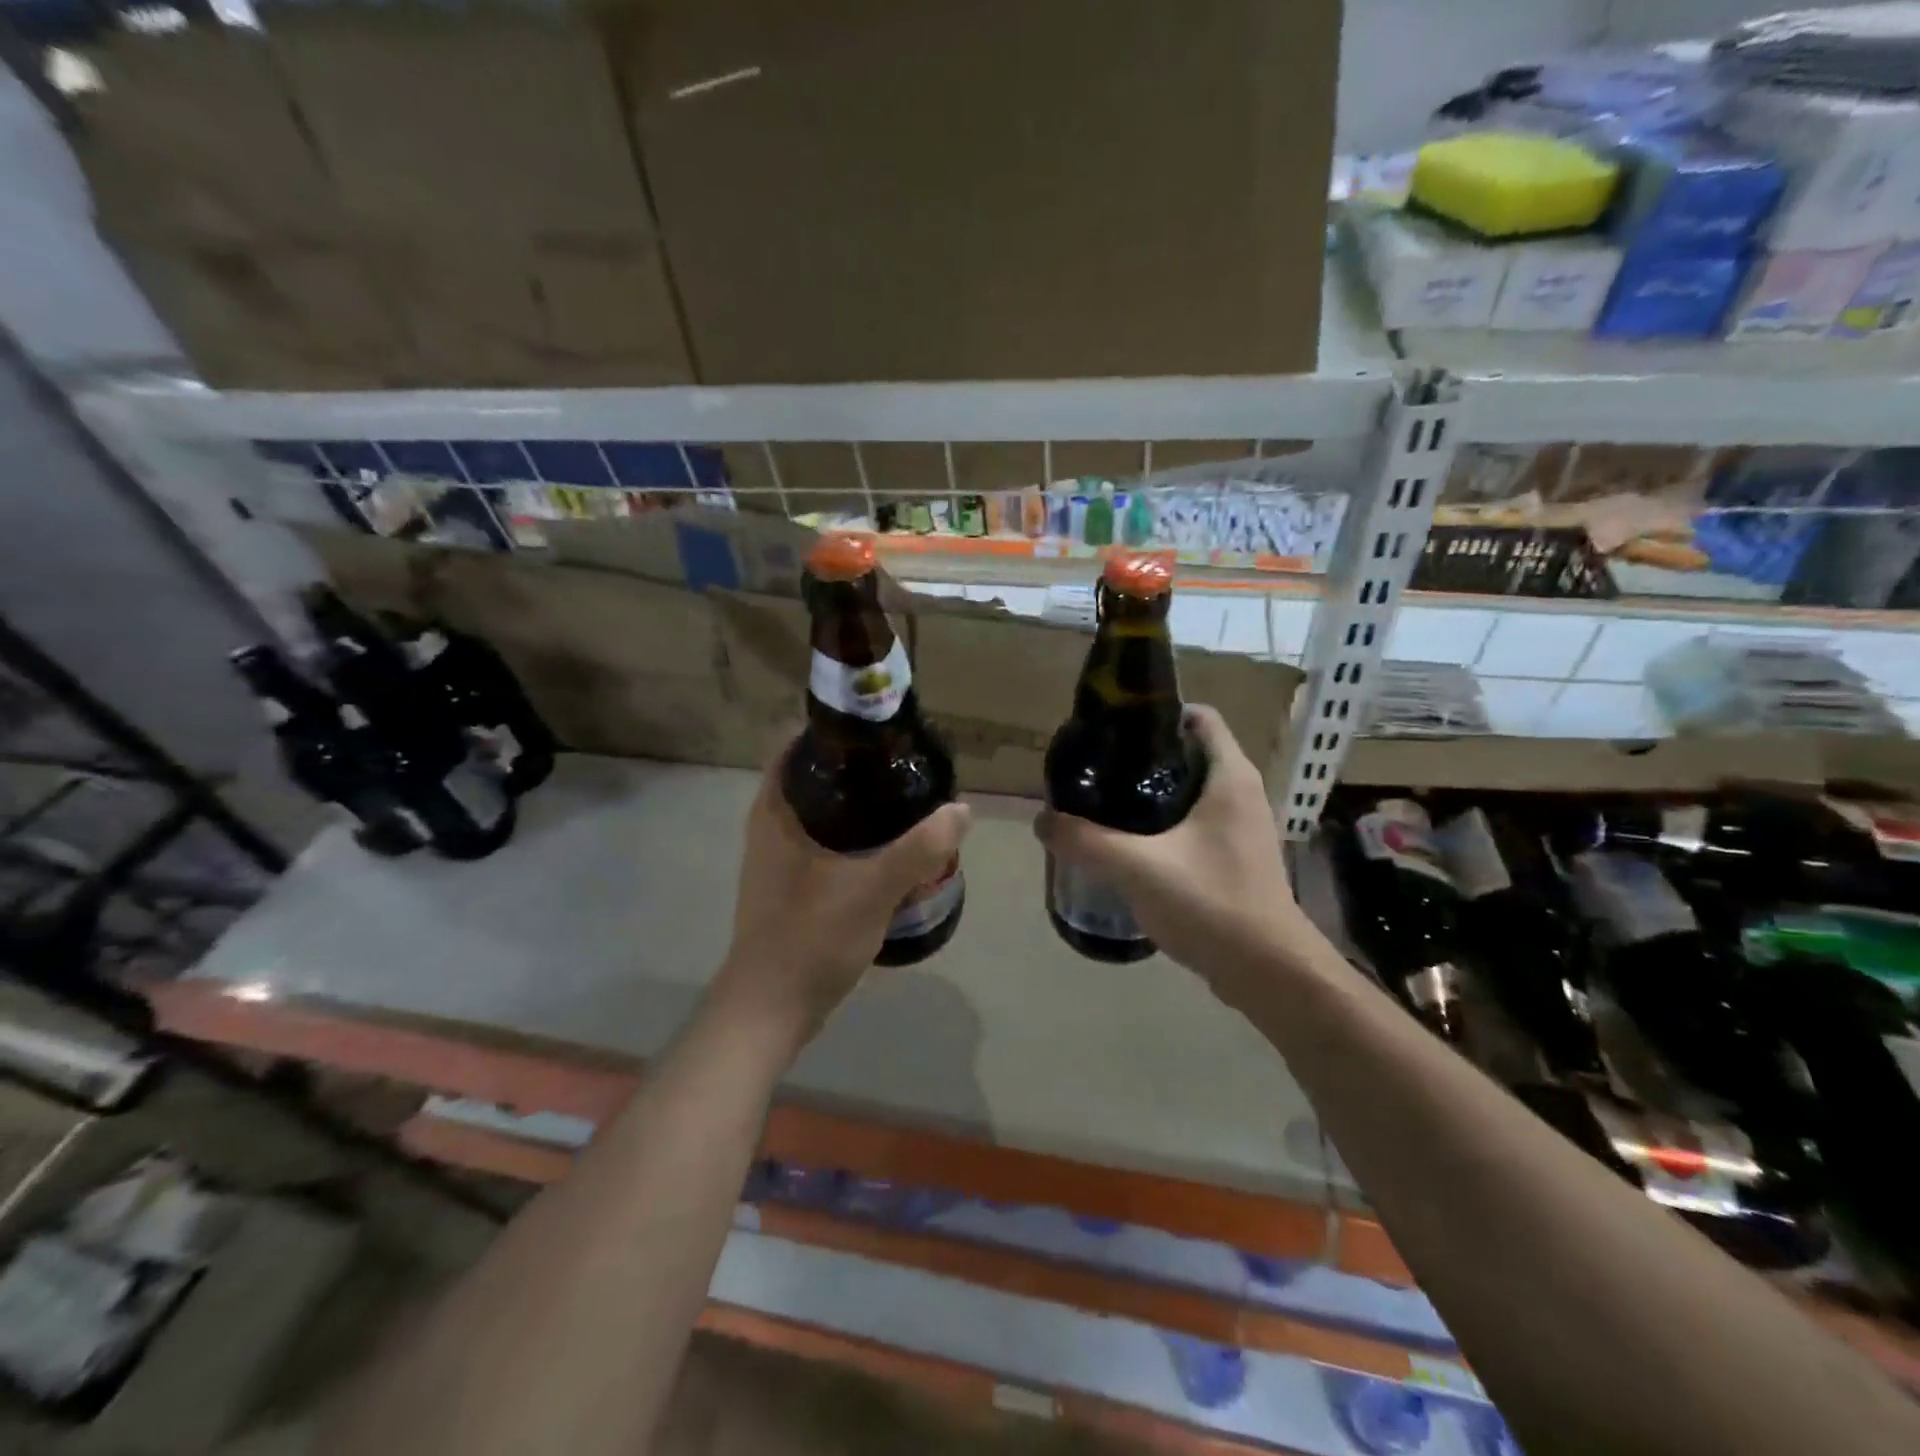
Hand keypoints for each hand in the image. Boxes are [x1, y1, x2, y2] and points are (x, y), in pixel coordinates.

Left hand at [712, 742, 971, 1053]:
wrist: (771, 1008)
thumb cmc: (811, 936)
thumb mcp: (874, 888)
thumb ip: (920, 848)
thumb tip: (961, 810)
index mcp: (777, 811)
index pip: (798, 745)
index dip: (836, 731)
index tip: (880, 731)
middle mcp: (771, 826)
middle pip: (816, 778)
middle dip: (858, 769)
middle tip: (905, 766)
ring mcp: (778, 858)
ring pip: (823, 815)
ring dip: (859, 808)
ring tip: (906, 803)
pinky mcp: (791, 886)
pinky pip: (825, 845)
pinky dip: (854, 840)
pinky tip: (889, 850)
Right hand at [1034, 706, 1305, 996]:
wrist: (1269, 972)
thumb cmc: (1212, 903)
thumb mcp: (1138, 867)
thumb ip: (1086, 841)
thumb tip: (1042, 821)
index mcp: (1229, 777)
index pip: (1200, 717)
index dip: (1158, 712)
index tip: (1115, 726)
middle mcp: (1241, 793)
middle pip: (1189, 753)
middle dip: (1144, 756)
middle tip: (1098, 768)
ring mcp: (1242, 828)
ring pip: (1191, 791)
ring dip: (1152, 793)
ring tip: (1106, 803)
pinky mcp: (1236, 858)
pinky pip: (1196, 824)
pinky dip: (1165, 823)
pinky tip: (1131, 845)